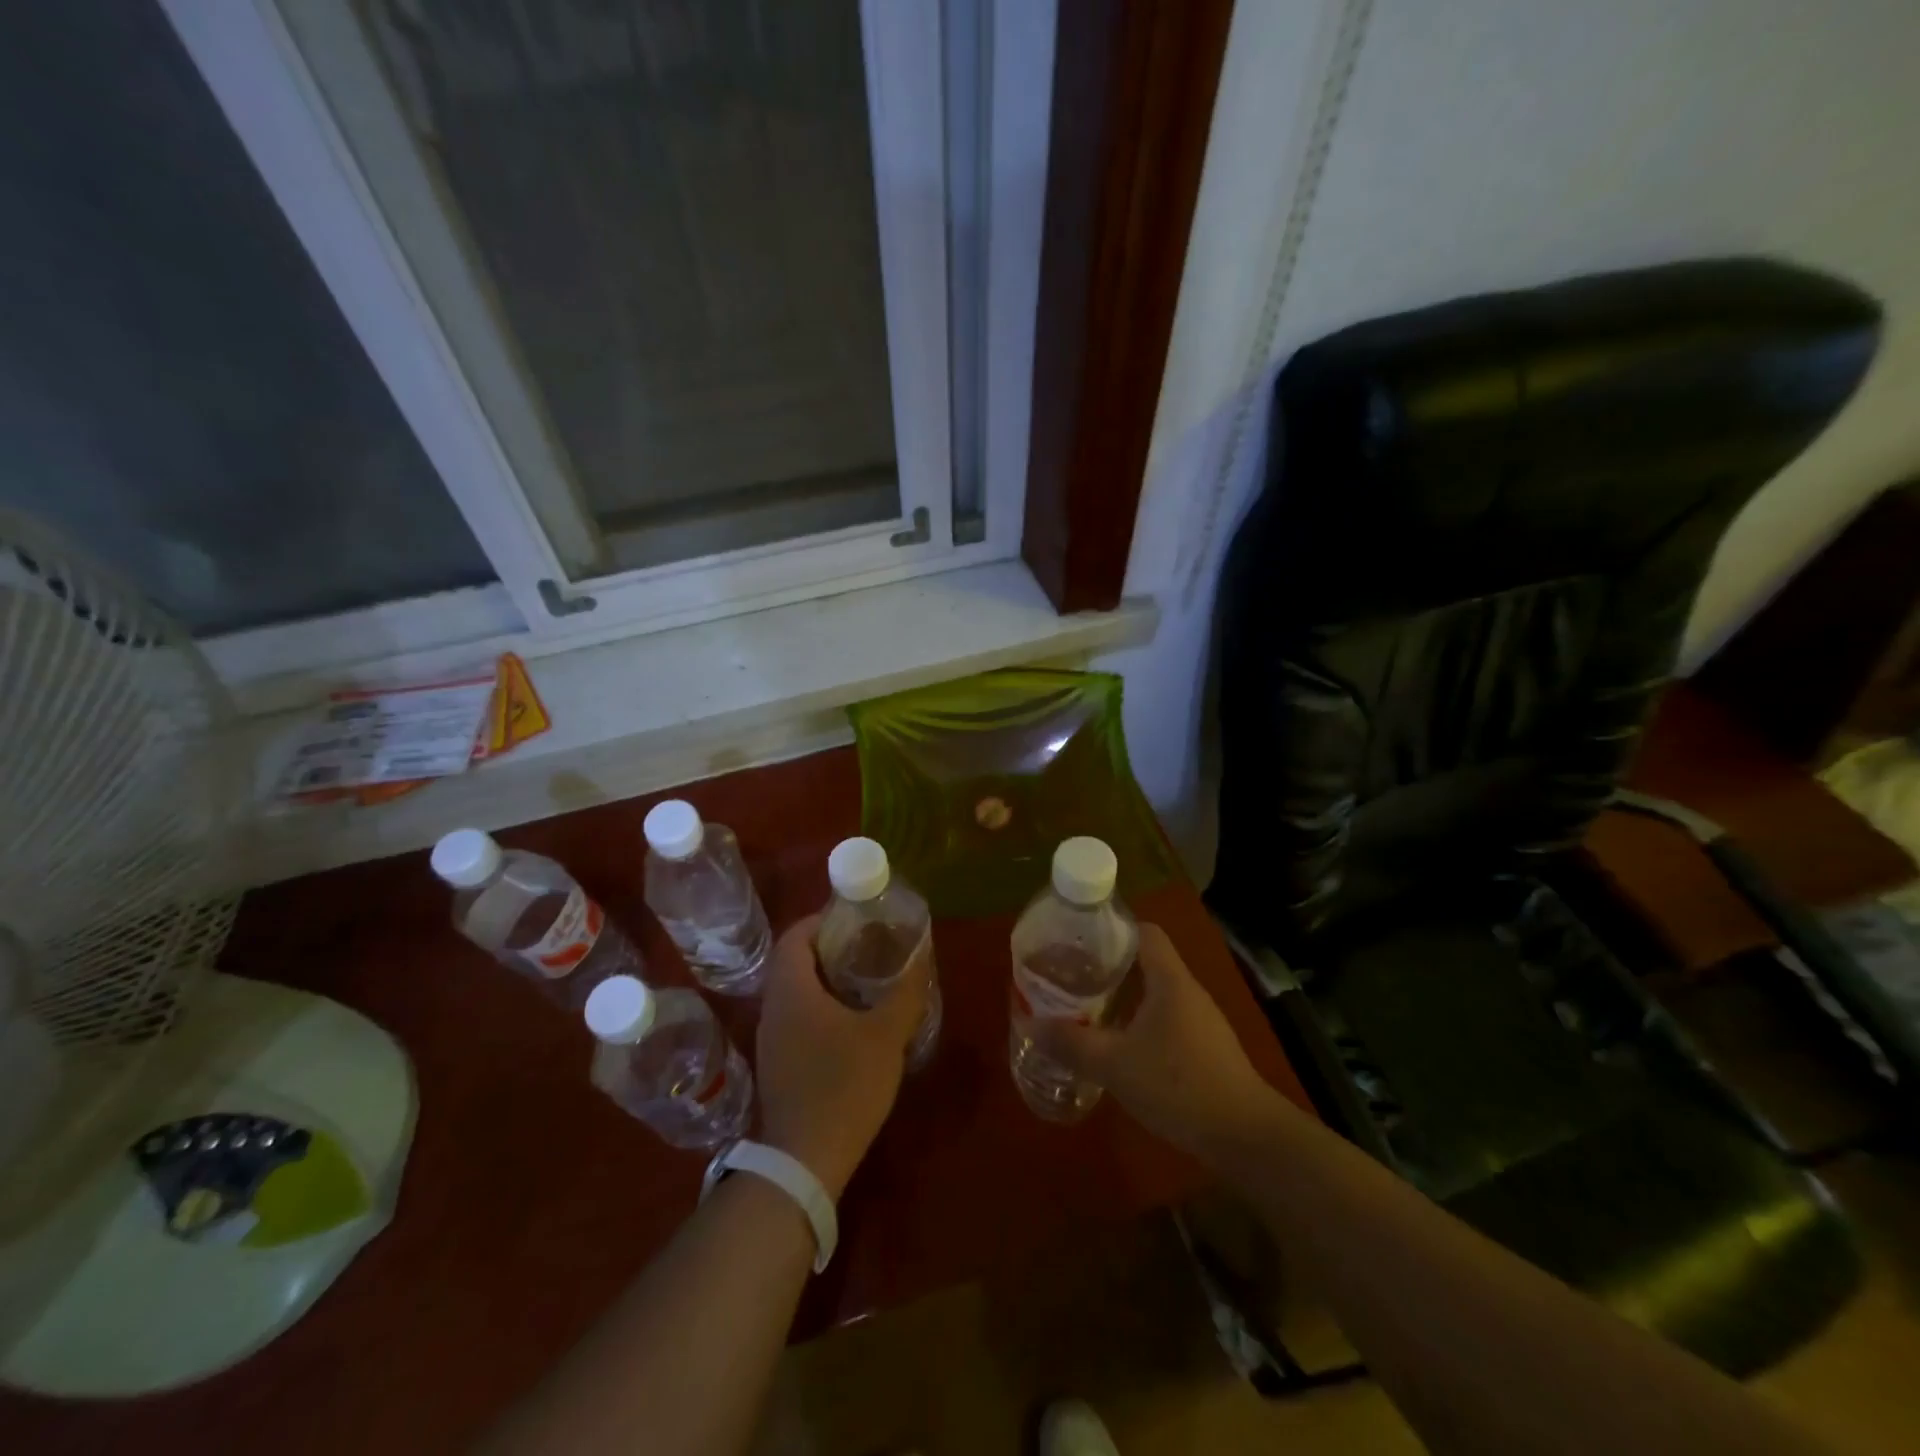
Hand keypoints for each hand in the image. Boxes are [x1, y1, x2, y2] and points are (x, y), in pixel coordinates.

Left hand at [754, 914, 927, 1198]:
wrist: (804, 1162)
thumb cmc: (843, 1086)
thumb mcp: (885, 1035)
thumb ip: (904, 992)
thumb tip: (920, 957)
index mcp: (791, 990)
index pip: (794, 935)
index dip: (821, 920)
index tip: (854, 919)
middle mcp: (773, 1008)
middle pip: (794, 961)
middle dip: (829, 949)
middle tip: (868, 948)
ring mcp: (771, 1039)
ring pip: (795, 992)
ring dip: (826, 980)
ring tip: (866, 982)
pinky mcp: (778, 1065)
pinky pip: (796, 1019)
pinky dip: (820, 1008)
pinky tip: (852, 1025)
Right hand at [1036, 923, 1282, 1157]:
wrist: (1245, 1136)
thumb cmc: (1179, 1085)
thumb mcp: (1115, 1065)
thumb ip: (1071, 1043)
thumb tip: (1029, 1024)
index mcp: (1170, 980)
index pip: (1144, 932)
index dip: (1113, 928)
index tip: (1079, 939)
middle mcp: (1188, 991)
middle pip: (1147, 961)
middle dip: (1109, 965)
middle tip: (1072, 975)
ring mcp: (1201, 1020)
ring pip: (1156, 992)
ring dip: (1124, 995)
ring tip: (1087, 1006)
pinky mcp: (1206, 1048)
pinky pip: (1166, 1018)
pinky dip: (1140, 1020)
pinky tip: (1119, 1044)